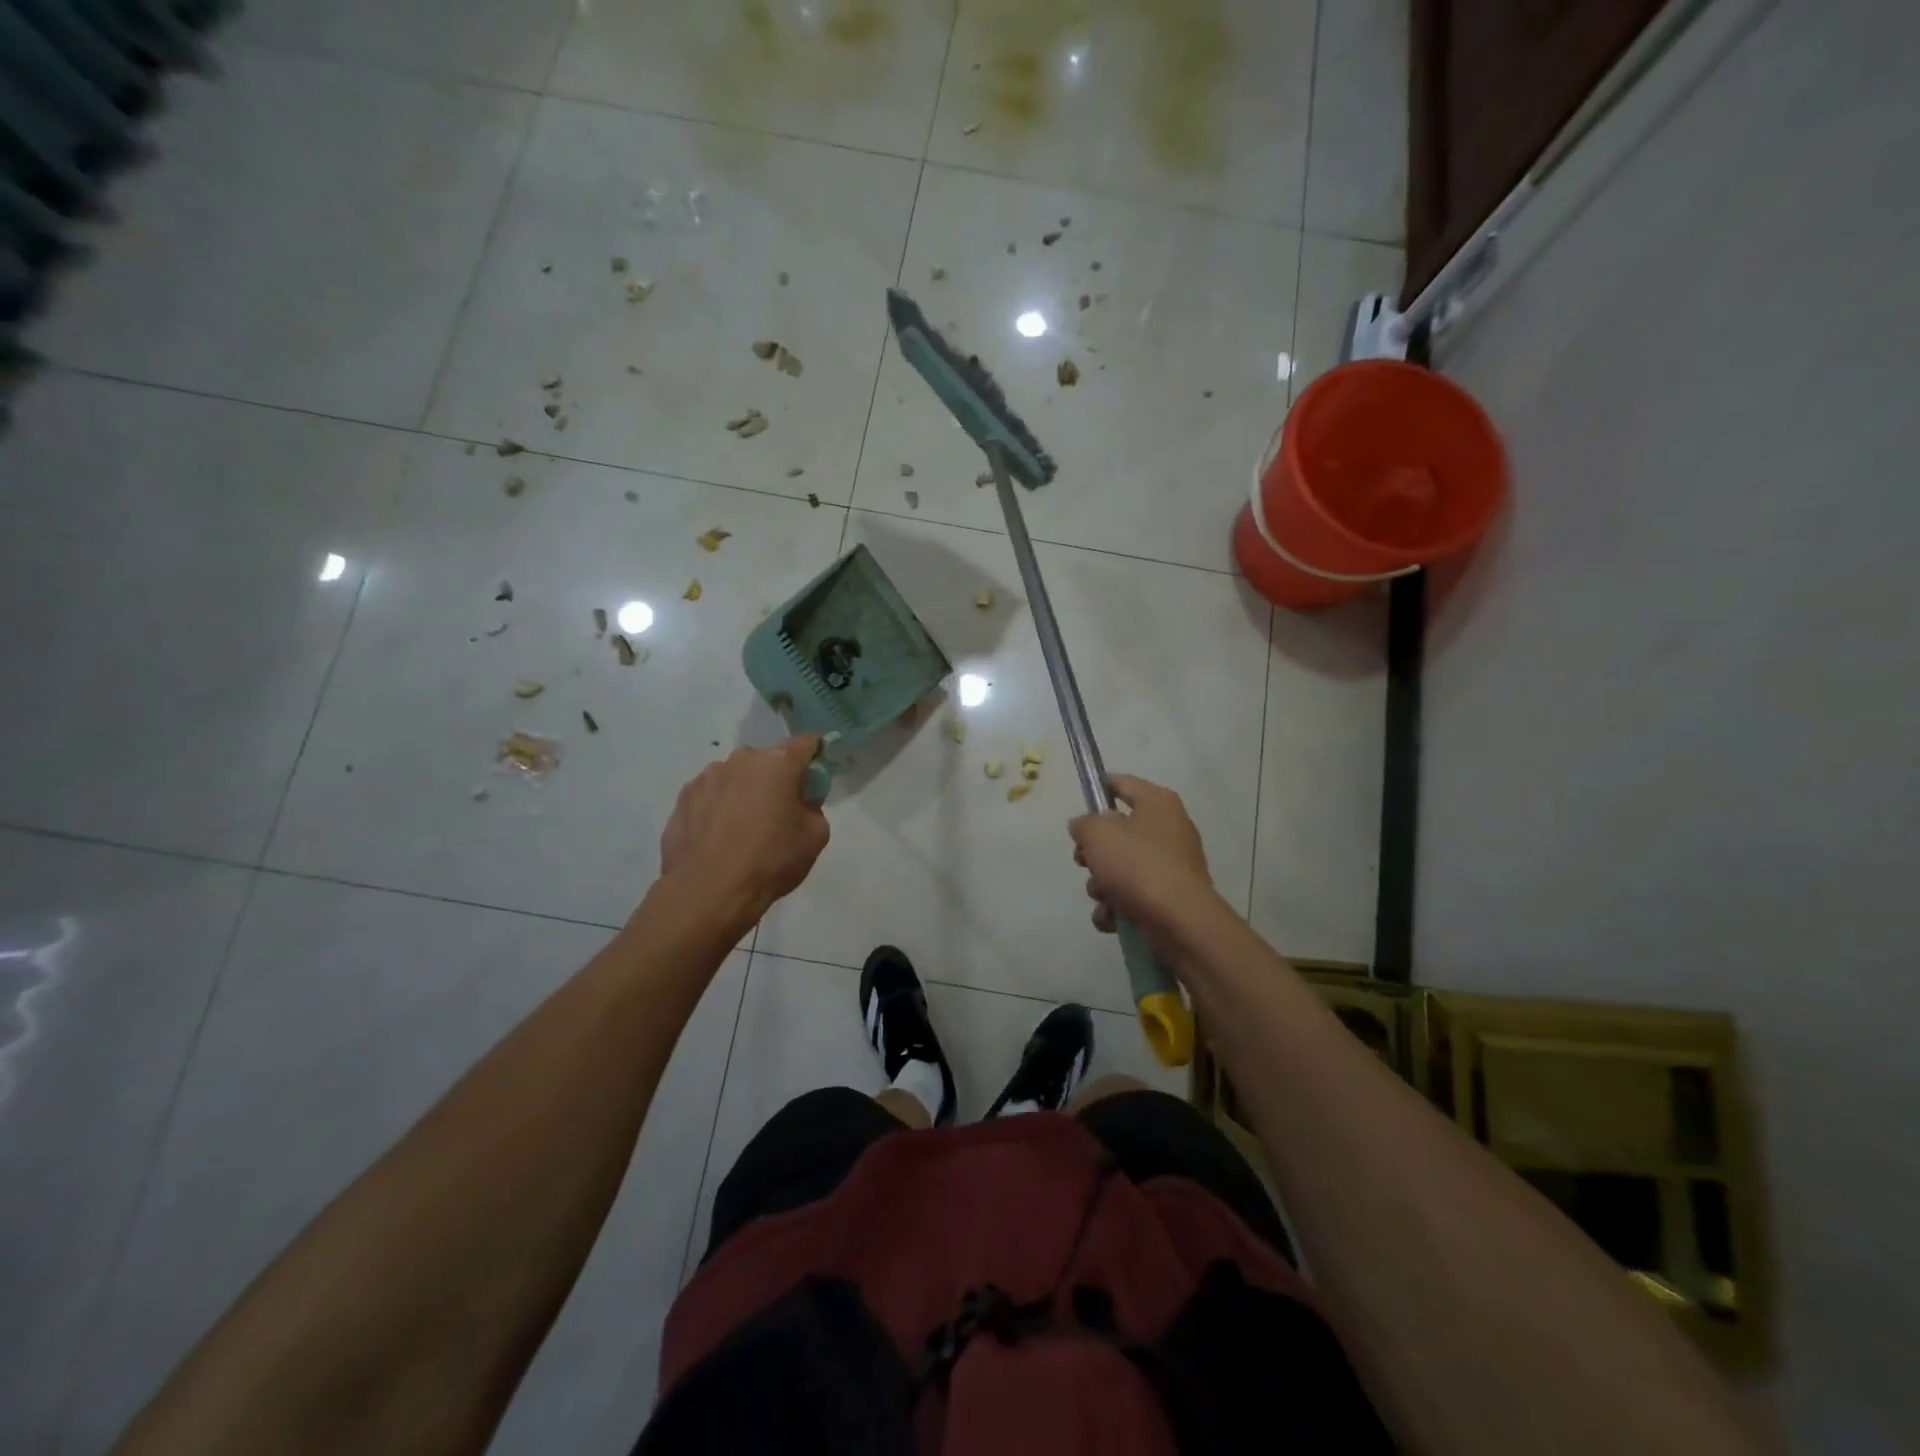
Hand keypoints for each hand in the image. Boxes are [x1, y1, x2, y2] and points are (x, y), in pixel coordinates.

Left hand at [660, 735, 829, 921]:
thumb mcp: (815, 837)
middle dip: (775, 778)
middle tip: (778, 811)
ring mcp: (707, 776)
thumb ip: (813, 808)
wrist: (708, 891)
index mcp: (778, 763)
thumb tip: (799, 803)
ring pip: (736, 776)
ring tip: (742, 828)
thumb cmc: (770, 861)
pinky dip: (718, 807)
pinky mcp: (683, 797)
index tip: (815, 772)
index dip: (815, 754)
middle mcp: (742, 760)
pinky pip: (711, 794)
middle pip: (767, 761)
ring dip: (744, 791)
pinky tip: (718, 837)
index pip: (806, 743)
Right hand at [1069, 775, 1218, 959]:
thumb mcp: (1098, 833)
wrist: (1177, 921)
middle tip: (1083, 860)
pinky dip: (1116, 908)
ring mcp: (1169, 867)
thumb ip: (1084, 824)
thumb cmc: (1137, 864)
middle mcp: (1168, 830)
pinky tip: (1112, 917)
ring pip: (1120, 868)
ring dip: (1101, 884)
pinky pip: (1130, 896)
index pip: (1123, 783)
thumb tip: (1084, 826)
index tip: (1080, 800)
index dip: (1099, 788)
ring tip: (1102, 895)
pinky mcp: (1167, 899)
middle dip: (1094, 851)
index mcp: (1158, 804)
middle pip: (1117, 832)